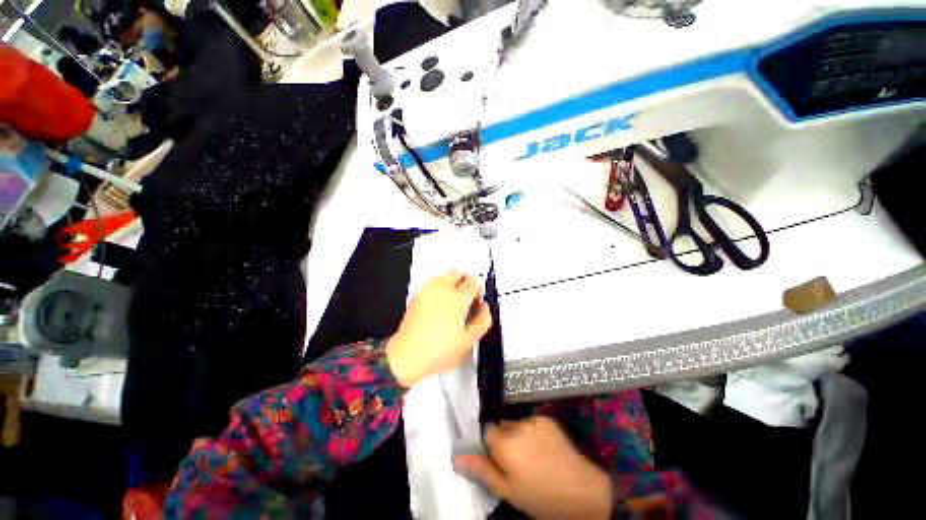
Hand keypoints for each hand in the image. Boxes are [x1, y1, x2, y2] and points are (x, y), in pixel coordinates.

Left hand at [385, 270, 491, 387]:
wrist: (407, 356)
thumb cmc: (440, 350)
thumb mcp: (469, 341)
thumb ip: (483, 321)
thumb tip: (485, 308)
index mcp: (458, 298)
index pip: (473, 281)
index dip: (478, 292)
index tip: (475, 304)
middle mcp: (442, 288)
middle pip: (458, 273)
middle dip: (464, 283)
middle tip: (464, 302)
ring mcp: (427, 290)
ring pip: (444, 276)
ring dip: (451, 284)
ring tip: (450, 305)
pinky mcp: (417, 295)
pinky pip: (432, 284)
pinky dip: (438, 289)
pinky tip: (437, 307)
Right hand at [454, 416, 612, 519]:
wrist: (582, 491)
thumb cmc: (541, 497)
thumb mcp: (508, 491)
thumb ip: (482, 470)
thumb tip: (457, 456)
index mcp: (505, 443)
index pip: (487, 431)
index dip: (492, 446)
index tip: (501, 461)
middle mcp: (517, 425)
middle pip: (502, 426)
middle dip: (505, 440)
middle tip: (518, 463)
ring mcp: (534, 420)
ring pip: (517, 424)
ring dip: (519, 436)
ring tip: (534, 457)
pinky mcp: (547, 419)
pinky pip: (532, 422)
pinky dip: (533, 432)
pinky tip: (544, 449)